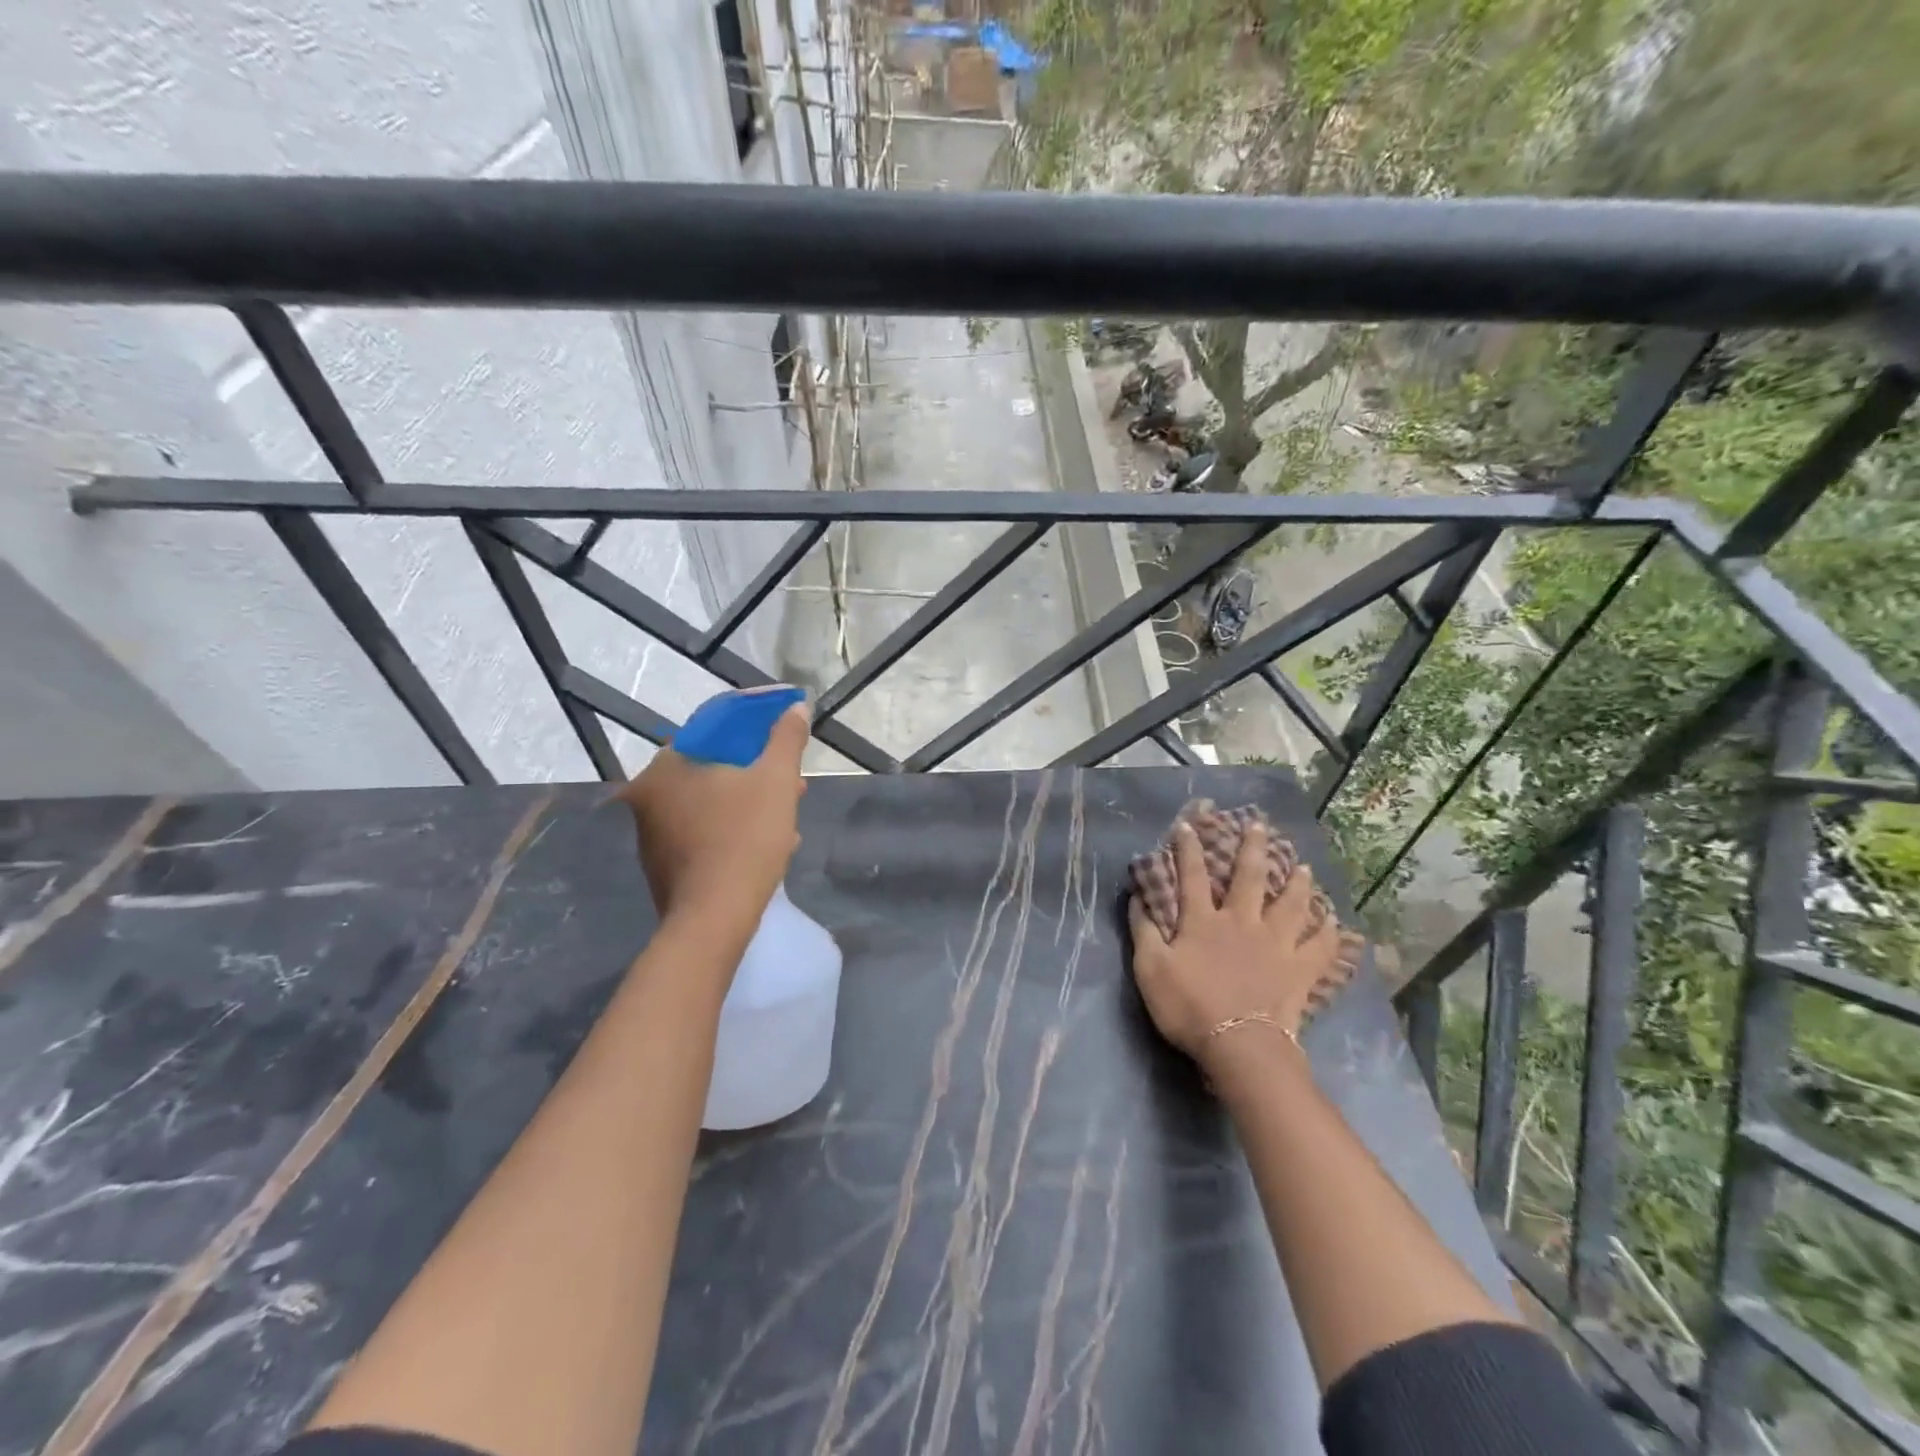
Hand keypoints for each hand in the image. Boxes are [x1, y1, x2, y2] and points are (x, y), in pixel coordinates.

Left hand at [615, 697, 809, 929]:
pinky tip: (767, 842)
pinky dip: (733, 828)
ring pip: (710, 802)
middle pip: (712, 768)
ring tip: (788, 813)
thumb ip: (786, 739)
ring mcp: (650, 834)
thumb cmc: (745, 838)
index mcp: (666, 766)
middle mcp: (647, 795)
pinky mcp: (662, 865)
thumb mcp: (776, 780)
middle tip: (791, 779)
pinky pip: (703, 831)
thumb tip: (796, 708)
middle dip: (757, 771)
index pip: (712, 729)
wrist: (714, 919)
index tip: (782, 733)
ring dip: (749, 802)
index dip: (754, 725)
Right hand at [1127, 820, 1346, 1067]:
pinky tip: (1334, 921)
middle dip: (1252, 848)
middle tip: (1260, 824)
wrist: (1240, 1047)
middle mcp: (1242, 922)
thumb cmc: (1189, 1007)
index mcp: (1203, 921)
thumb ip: (1143, 931)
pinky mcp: (1300, 970)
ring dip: (1297, 883)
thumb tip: (1137, 898)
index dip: (1189, 849)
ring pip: (1291, 904)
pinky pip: (1320, 946)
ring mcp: (1276, 944)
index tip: (1189, 825)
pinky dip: (1329, 933)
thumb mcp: (1150, 970)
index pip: (1193, 876)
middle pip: (1249, 877)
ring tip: (1304, 866)